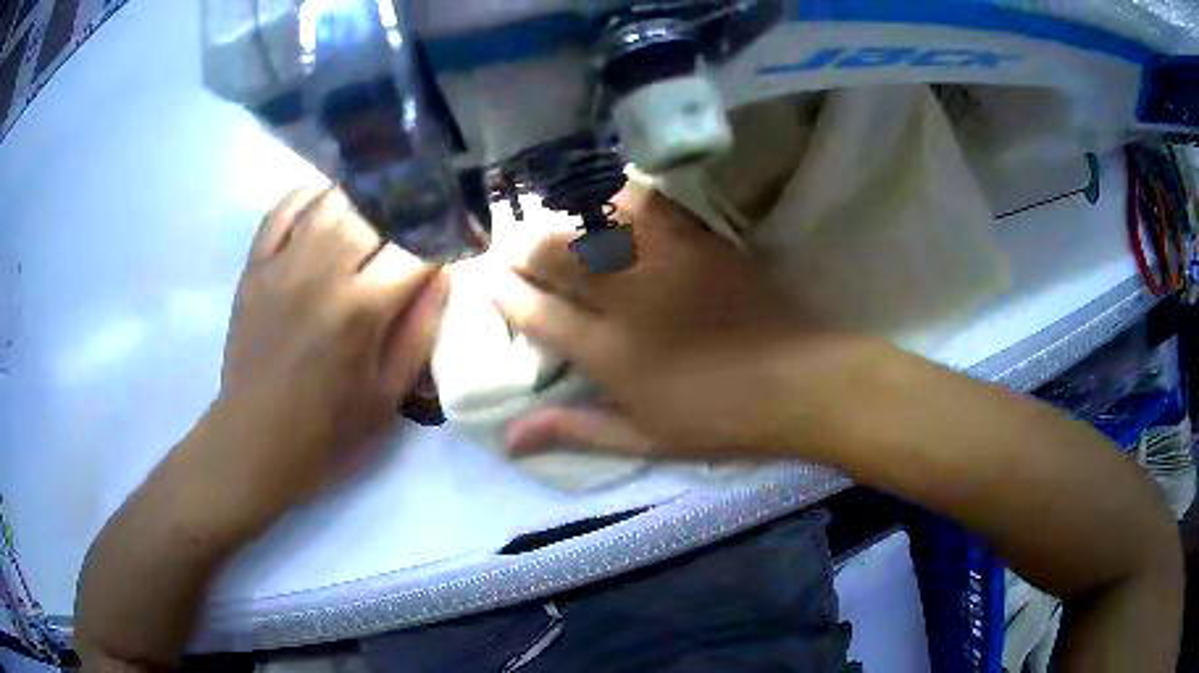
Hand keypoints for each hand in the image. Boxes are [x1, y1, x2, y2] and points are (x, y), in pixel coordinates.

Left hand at [212, 186, 445, 516]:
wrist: (257, 437)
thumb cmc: (329, 426)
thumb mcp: (389, 394)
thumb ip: (421, 330)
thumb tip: (443, 274)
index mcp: (360, 309)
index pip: (417, 248)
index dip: (446, 236)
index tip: (458, 237)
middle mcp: (322, 272)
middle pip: (376, 211)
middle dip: (409, 210)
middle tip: (422, 216)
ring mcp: (284, 263)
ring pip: (333, 200)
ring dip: (365, 197)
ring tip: (383, 203)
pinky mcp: (256, 265)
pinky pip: (284, 208)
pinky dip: (310, 194)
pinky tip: (329, 199)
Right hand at [492, 182, 861, 457]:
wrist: (799, 381)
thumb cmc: (720, 419)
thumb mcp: (645, 439)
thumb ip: (575, 431)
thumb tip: (509, 439)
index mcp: (610, 354)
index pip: (538, 313)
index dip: (506, 293)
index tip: (489, 279)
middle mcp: (628, 298)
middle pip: (557, 255)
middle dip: (524, 247)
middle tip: (513, 247)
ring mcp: (666, 261)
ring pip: (595, 220)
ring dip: (562, 215)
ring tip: (548, 219)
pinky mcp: (699, 240)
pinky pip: (647, 203)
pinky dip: (616, 195)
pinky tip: (603, 197)